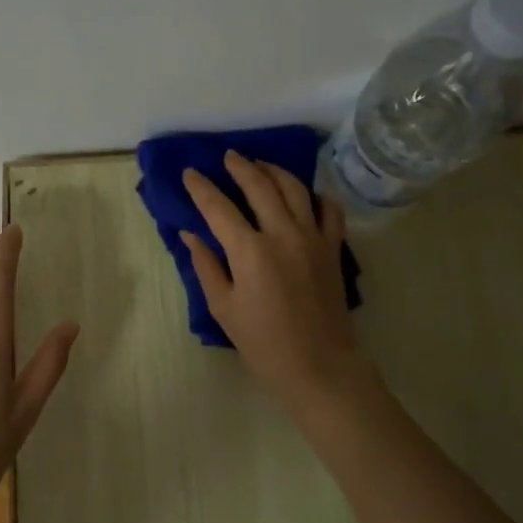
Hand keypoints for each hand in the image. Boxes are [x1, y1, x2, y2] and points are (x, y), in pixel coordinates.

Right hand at [182, 152, 368, 406]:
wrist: (319, 366)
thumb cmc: (263, 343)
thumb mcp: (223, 307)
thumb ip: (206, 265)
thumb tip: (190, 234)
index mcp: (250, 251)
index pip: (219, 207)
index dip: (201, 188)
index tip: (190, 173)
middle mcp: (283, 234)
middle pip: (260, 186)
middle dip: (240, 167)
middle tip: (227, 157)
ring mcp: (312, 238)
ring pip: (295, 188)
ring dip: (274, 171)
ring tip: (260, 165)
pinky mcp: (333, 248)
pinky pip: (329, 209)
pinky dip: (316, 196)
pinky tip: (305, 194)